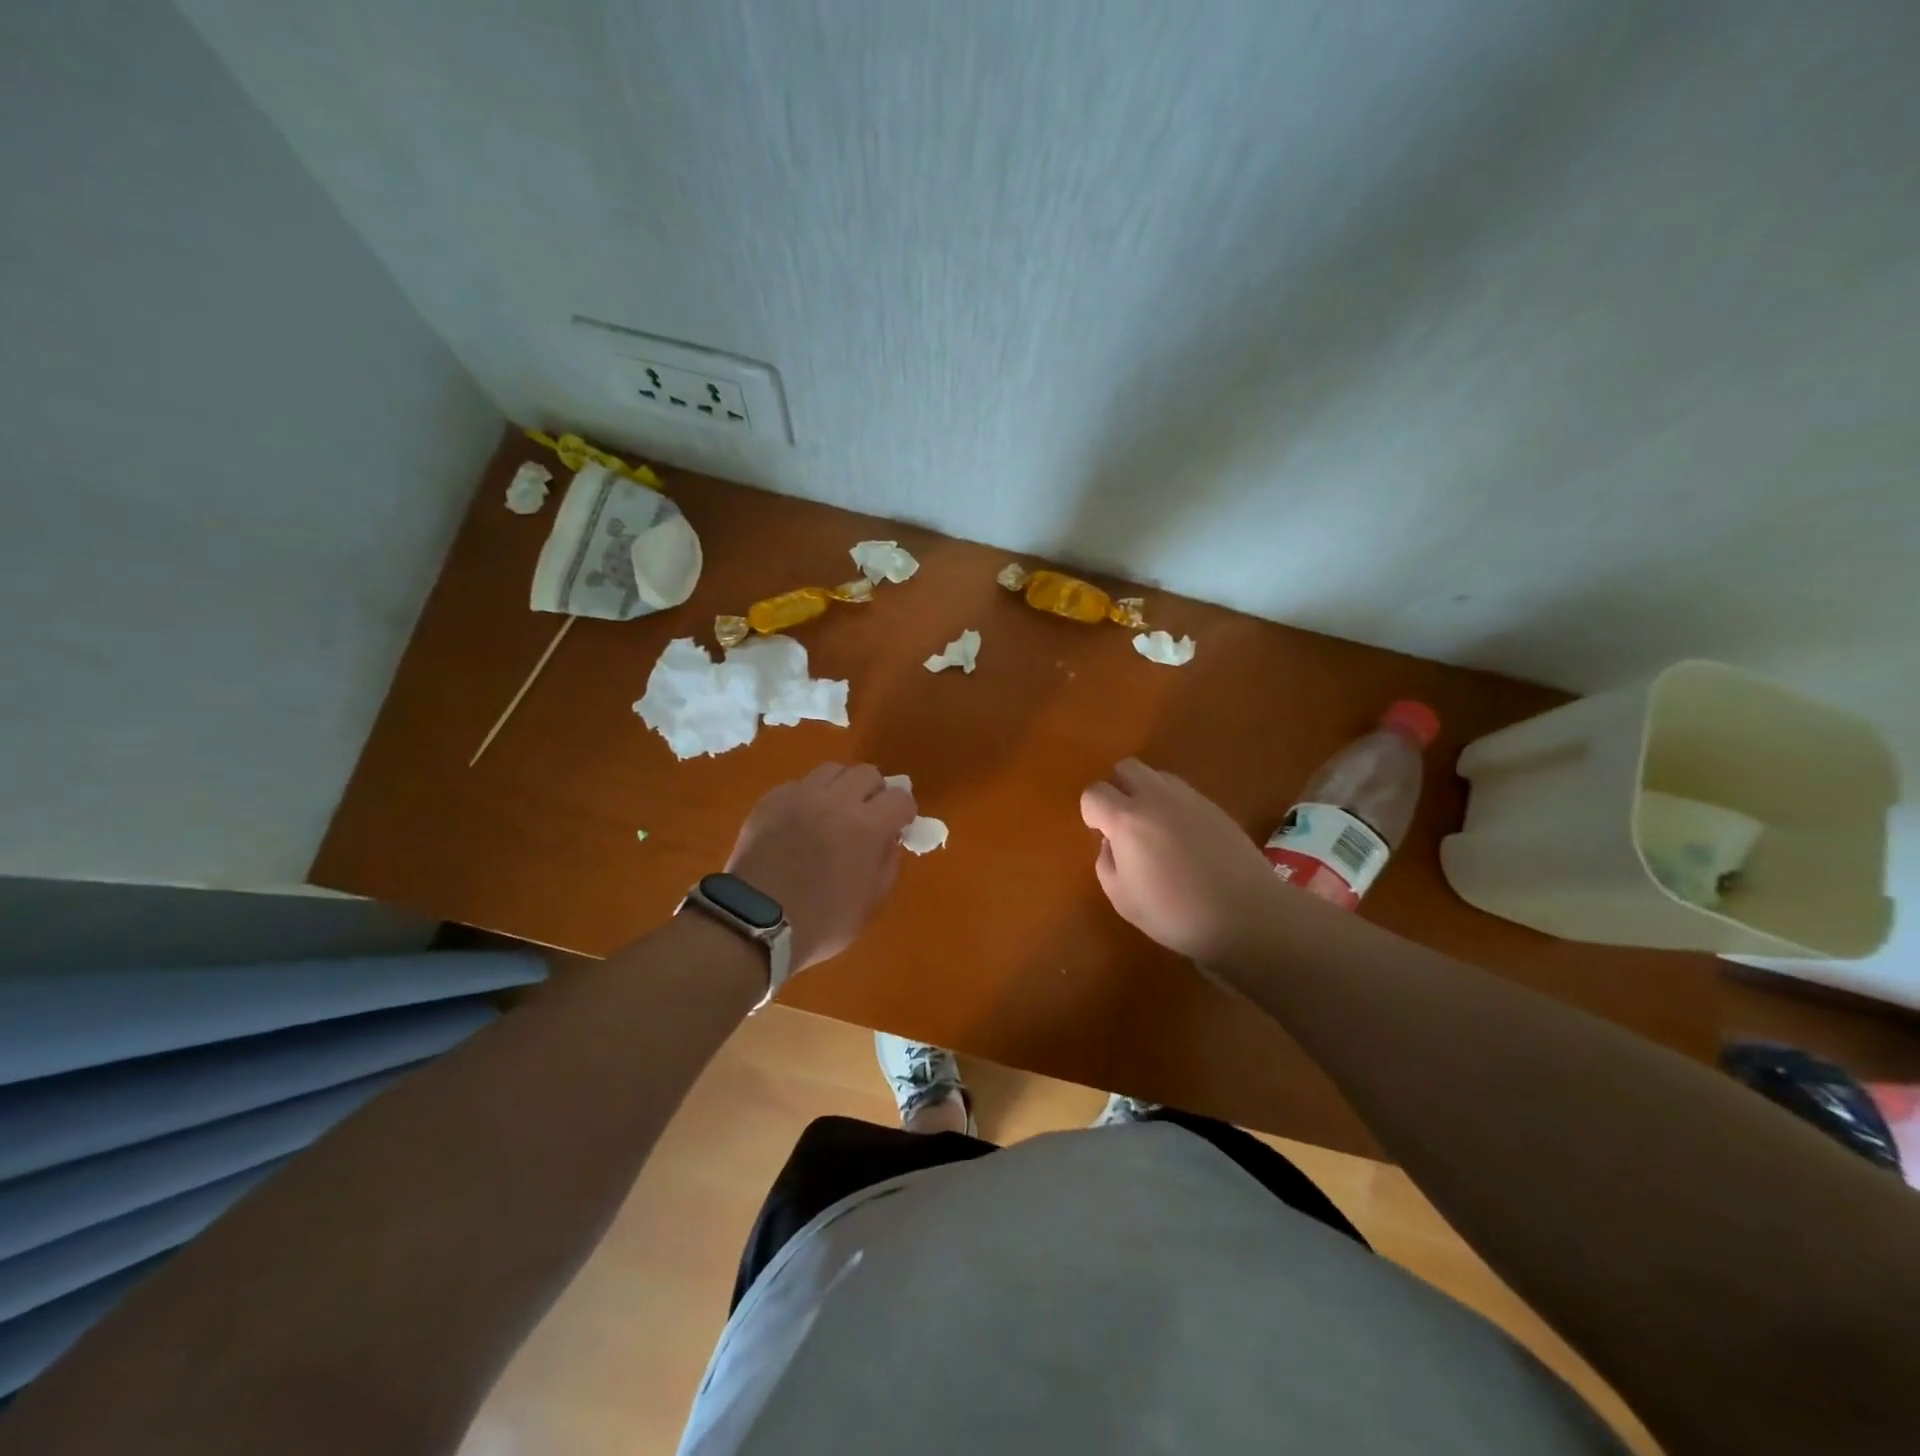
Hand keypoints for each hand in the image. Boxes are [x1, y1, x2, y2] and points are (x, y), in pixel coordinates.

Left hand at [725, 762, 916, 972]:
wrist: (754, 924)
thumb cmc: (820, 922)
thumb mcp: (870, 903)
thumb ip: (887, 864)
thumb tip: (890, 839)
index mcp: (867, 826)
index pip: (900, 798)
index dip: (903, 813)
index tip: (897, 828)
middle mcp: (836, 800)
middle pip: (867, 773)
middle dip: (874, 793)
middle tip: (867, 817)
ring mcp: (800, 796)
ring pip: (832, 771)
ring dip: (841, 787)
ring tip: (834, 812)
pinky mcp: (771, 800)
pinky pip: (799, 785)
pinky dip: (808, 797)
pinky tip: (802, 822)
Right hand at [1079, 759, 1280, 968]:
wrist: (1247, 914)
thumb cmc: (1176, 913)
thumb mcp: (1123, 899)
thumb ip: (1106, 863)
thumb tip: (1111, 843)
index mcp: (1127, 820)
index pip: (1094, 793)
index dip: (1091, 812)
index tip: (1101, 835)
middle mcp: (1156, 798)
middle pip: (1125, 768)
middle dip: (1117, 788)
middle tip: (1123, 823)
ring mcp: (1189, 798)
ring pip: (1156, 775)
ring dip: (1146, 793)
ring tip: (1154, 828)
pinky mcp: (1214, 806)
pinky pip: (1182, 791)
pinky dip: (1173, 805)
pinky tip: (1183, 838)